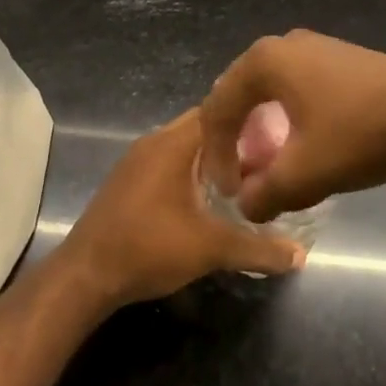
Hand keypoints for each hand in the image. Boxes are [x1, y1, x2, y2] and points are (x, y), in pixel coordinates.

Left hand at [57, 110, 304, 308]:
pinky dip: (193, 172)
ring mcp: (137, 161)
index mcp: (173, 143)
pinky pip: (170, 163)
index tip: (281, 135)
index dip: (252, 120)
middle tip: (270, 159)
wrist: (86, 275)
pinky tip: (210, 198)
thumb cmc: (149, 248)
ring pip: (185, 146)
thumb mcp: (210, 249)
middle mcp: (154, 141)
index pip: (219, 111)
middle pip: (203, 127)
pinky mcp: (129, 181)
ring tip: (248, 178)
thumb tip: (300, 254)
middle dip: (236, 141)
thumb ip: (258, 248)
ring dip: (213, 158)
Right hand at [200, 31, 385, 222]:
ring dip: (260, 127)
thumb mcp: (305, 175)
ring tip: (269, 163)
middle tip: (241, 176)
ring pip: (269, 90)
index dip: (216, 155)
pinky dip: (287, 115)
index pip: (218, 109)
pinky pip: (295, 86)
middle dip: (234, 138)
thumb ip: (263, 193)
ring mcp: (314, 46)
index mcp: (263, 61)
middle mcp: (282, 44)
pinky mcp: (340, 57)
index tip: (228, 193)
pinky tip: (304, 141)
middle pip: (239, 94)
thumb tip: (247, 204)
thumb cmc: (361, 134)